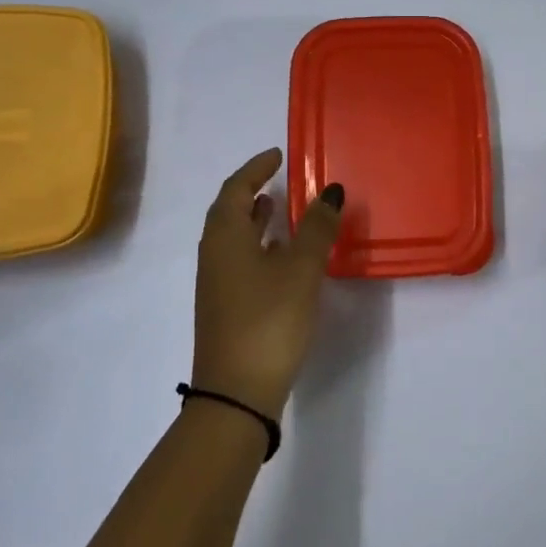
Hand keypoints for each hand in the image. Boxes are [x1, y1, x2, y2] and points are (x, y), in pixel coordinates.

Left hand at [193, 149, 344, 417]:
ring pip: (233, 238)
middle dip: (252, 191)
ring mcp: (216, 283)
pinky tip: (280, 257)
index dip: (256, 168)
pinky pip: (239, 260)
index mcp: (226, 236)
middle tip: (277, 178)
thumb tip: (331, 190)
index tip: (277, 154)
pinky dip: (258, 245)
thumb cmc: (269, 319)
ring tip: (279, 209)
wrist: (236, 392)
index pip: (236, 189)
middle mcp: (214, 254)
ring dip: (254, 219)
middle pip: (229, 211)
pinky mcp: (225, 306)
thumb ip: (316, 228)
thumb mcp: (301, 270)